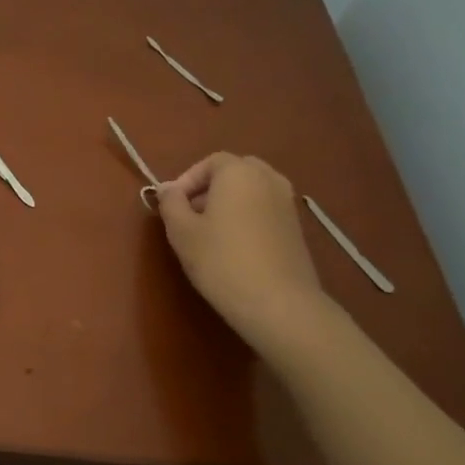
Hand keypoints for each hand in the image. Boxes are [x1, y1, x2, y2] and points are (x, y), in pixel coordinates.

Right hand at [156, 152, 328, 351]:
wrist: (277, 302)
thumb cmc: (220, 260)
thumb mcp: (181, 231)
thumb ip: (171, 203)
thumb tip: (168, 189)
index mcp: (239, 172)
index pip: (210, 162)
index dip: (187, 180)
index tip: (172, 205)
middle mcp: (268, 179)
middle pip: (235, 171)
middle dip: (210, 187)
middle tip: (190, 214)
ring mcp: (287, 203)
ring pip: (252, 190)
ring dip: (229, 202)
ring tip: (210, 232)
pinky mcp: (296, 227)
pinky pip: (265, 209)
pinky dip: (247, 216)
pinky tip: (234, 246)